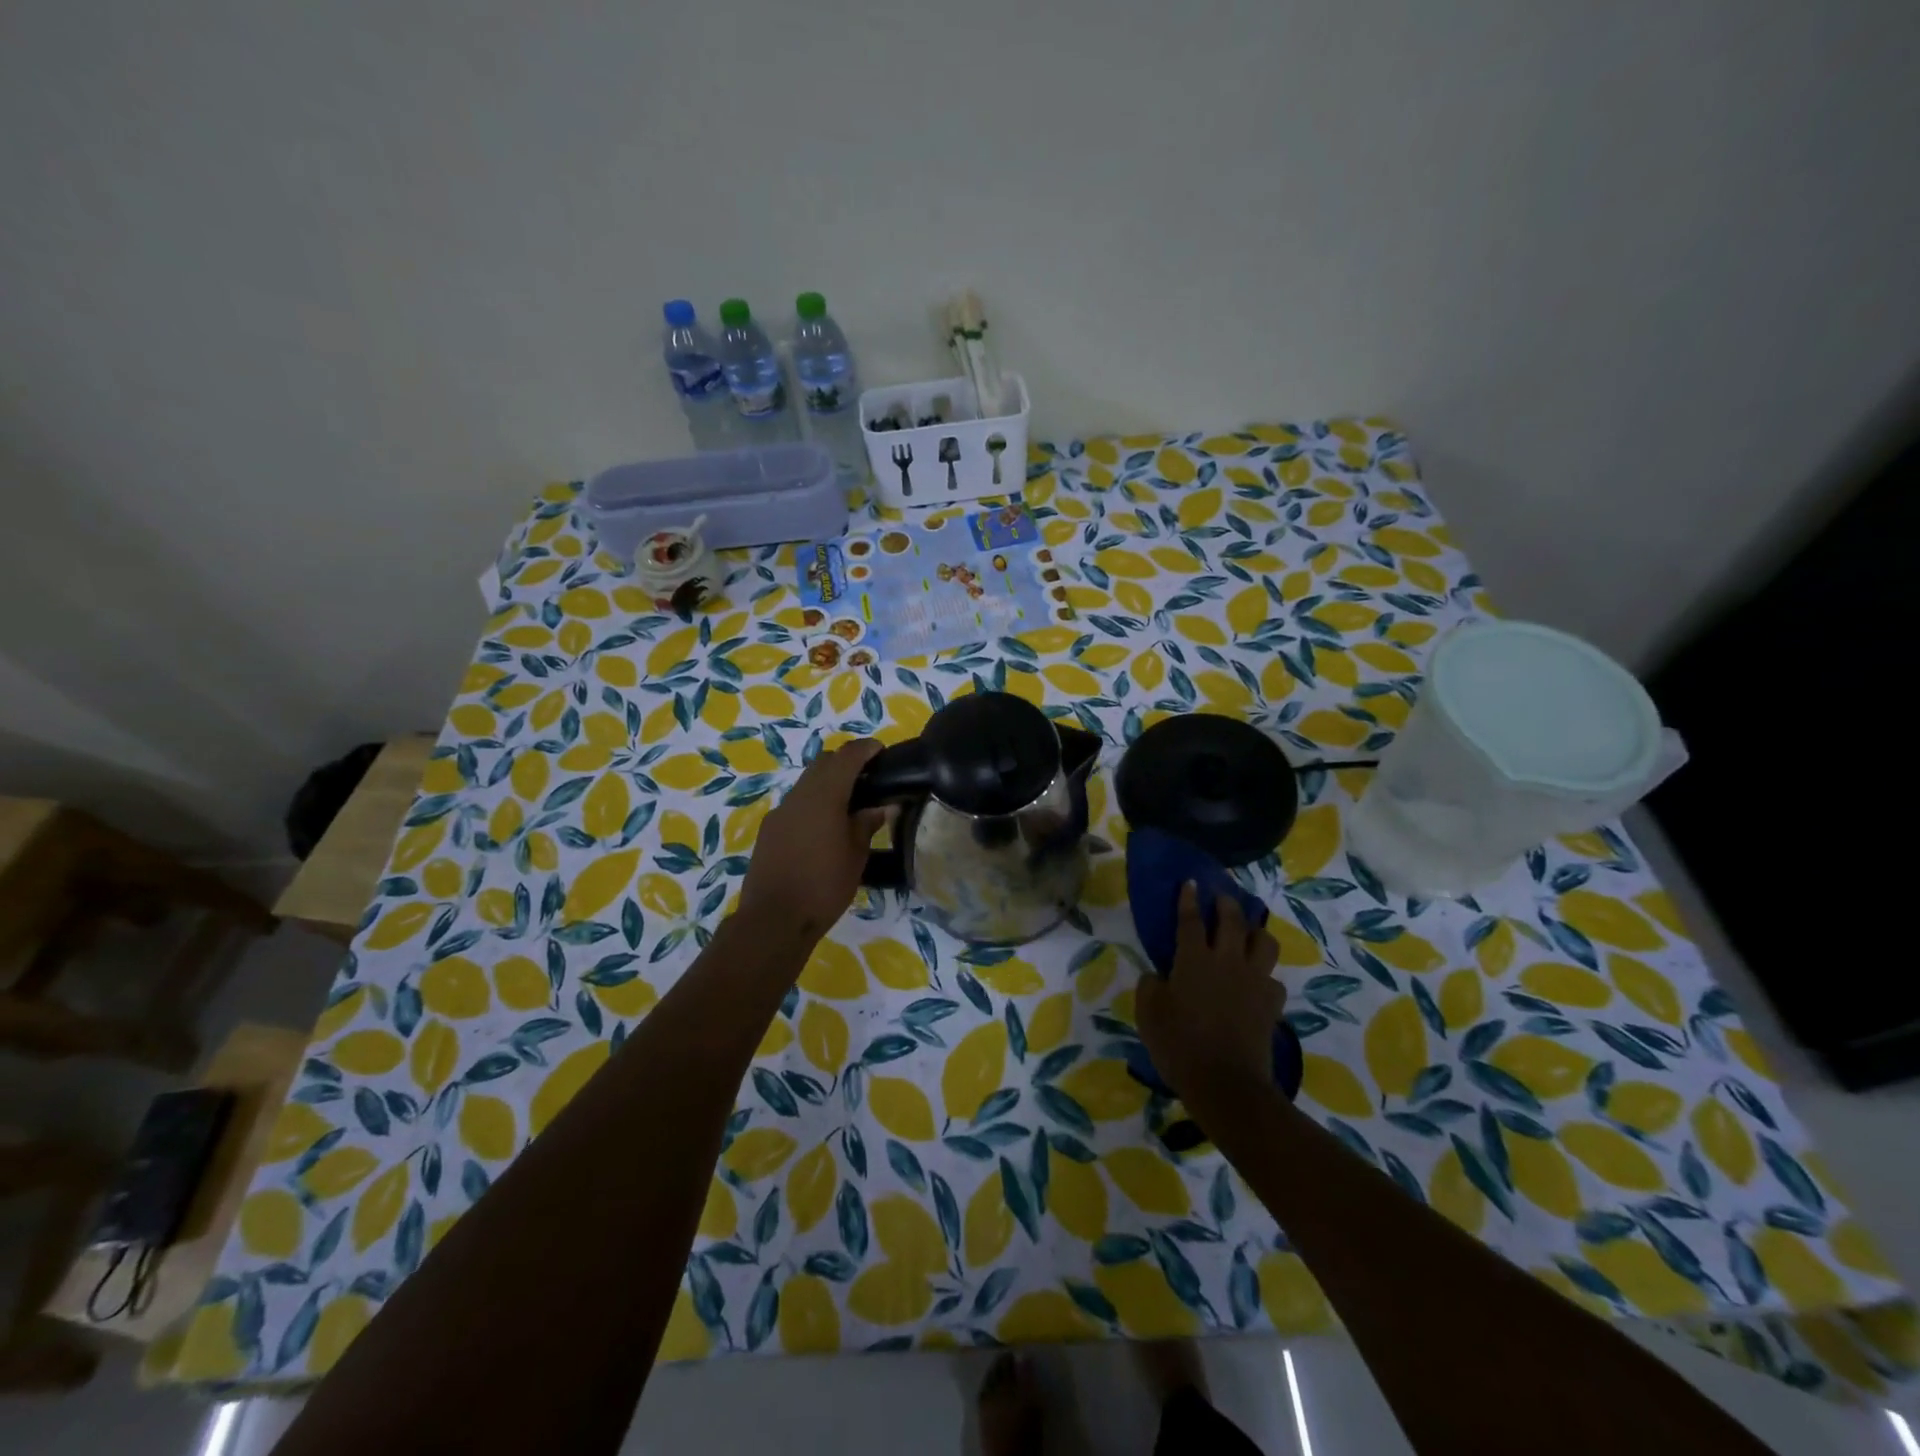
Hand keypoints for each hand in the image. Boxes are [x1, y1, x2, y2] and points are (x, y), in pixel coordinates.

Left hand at [738, 739, 887, 942]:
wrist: (774, 919)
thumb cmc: (824, 886)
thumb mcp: (856, 855)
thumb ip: (867, 824)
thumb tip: (880, 806)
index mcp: (824, 796)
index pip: (847, 756)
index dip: (866, 749)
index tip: (881, 752)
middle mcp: (799, 796)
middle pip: (823, 763)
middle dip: (846, 762)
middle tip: (868, 778)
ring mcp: (780, 812)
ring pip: (807, 782)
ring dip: (827, 783)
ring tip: (849, 805)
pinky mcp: (769, 830)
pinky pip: (796, 804)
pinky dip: (813, 803)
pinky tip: (824, 827)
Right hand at [1136, 882, 1284, 1113]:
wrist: (1226, 1083)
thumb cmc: (1179, 1046)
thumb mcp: (1148, 1014)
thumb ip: (1151, 987)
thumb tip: (1158, 975)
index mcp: (1193, 960)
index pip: (1189, 919)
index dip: (1188, 899)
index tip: (1190, 882)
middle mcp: (1226, 961)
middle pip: (1232, 920)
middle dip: (1226, 903)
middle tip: (1221, 897)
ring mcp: (1254, 981)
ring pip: (1264, 942)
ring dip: (1255, 931)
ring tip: (1248, 932)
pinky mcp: (1272, 1003)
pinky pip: (1273, 979)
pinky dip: (1264, 976)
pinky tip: (1257, 982)